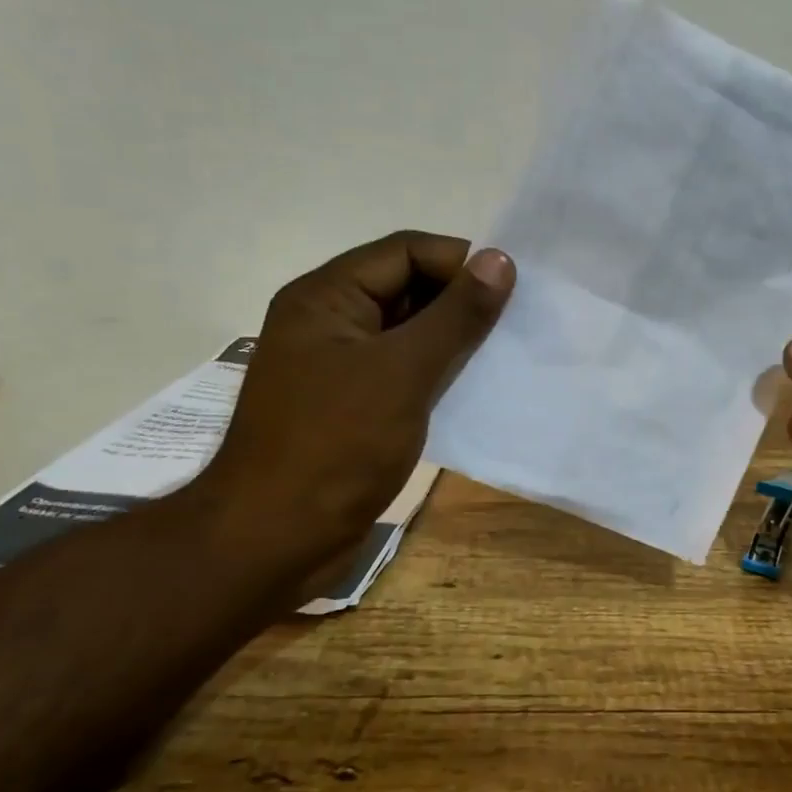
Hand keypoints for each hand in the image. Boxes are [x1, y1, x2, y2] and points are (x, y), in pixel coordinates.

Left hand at [192, 231, 513, 578]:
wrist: (276, 539)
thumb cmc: (337, 446)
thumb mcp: (403, 372)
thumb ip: (455, 315)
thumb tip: (499, 260)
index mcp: (326, 297)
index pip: (405, 251)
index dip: (460, 262)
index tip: (512, 289)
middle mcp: (328, 321)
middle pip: (405, 287)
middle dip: (459, 301)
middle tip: (515, 324)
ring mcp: (336, 366)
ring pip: (407, 333)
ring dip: (453, 339)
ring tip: (504, 354)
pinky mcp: (349, 405)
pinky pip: (401, 371)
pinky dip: (436, 373)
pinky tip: (473, 388)